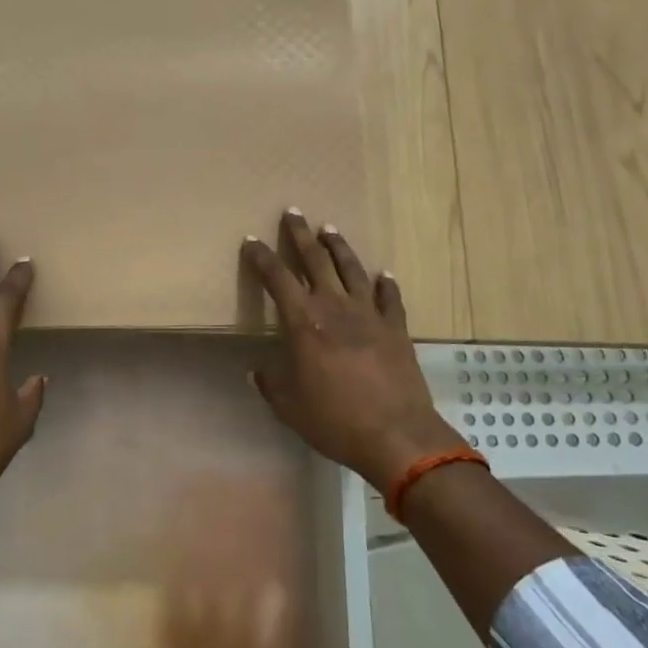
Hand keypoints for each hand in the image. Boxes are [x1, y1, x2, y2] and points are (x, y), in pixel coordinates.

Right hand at [242, 211, 463, 493]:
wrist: (396, 435)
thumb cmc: (334, 420)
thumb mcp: (288, 406)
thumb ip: (271, 383)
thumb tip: (257, 371)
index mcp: (303, 322)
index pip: (276, 278)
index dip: (261, 257)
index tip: (251, 241)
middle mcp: (335, 307)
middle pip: (315, 260)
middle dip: (300, 235)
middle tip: (293, 212)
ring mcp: (369, 314)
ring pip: (352, 270)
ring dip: (339, 247)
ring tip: (329, 229)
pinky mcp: (396, 328)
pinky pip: (390, 297)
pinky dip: (385, 283)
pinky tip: (383, 274)